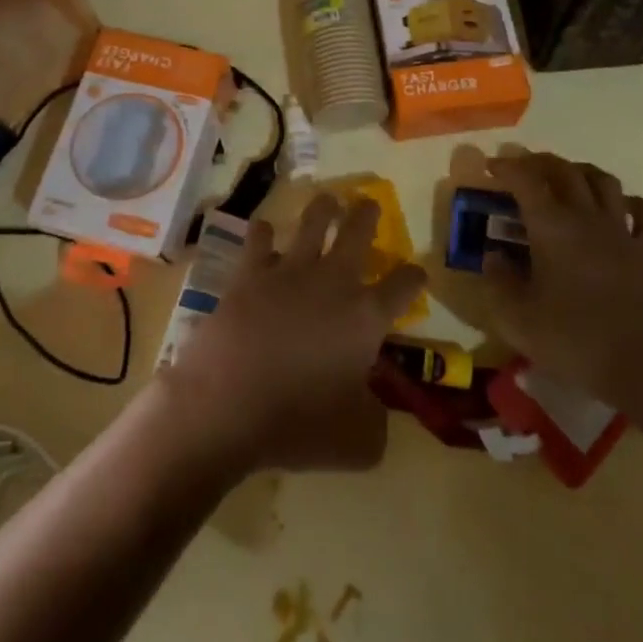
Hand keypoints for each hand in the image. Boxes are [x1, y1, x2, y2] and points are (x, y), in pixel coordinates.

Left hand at [159, 195, 426, 474]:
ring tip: (327, 200)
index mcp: (366, 316)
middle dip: (367, 215)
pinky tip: (263, 230)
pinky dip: (264, 234)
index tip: (417, 275)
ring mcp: (288, 272)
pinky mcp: (249, 275)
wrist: (226, 405)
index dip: (414, 277)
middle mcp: (332, 282)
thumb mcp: (358, 441)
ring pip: (312, 223)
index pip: (404, 285)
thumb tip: (375, 409)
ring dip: (323, 209)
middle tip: (368, 203)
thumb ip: (377, 421)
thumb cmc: (298, 423)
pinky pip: (259, 241)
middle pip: (358, 233)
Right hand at [481, 152, 642, 417]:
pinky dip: (629, 201)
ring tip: (565, 177)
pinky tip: (619, 207)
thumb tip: (494, 257)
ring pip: (604, 182)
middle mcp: (587, 218)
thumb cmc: (574, 339)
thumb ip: (498, 283)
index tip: (491, 167)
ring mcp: (622, 233)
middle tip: (522, 167)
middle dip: (540, 162)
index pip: (526, 180)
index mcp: (552, 227)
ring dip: (581, 171)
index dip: (507, 167)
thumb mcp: (517, 318)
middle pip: (565, 171)